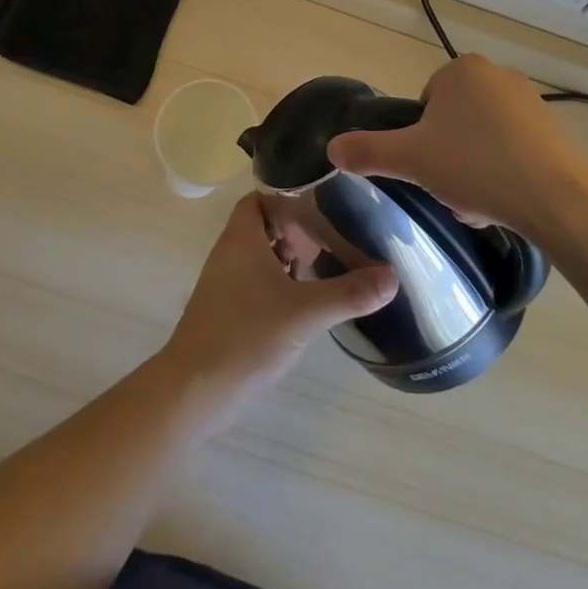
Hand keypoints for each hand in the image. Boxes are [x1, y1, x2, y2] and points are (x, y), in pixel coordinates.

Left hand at [159, 194, 395, 425]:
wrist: (194, 391)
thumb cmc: (246, 336)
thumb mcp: (305, 313)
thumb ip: (349, 293)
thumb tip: (393, 276)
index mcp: (242, 237)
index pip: (262, 197)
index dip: (290, 197)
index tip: (324, 205)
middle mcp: (230, 252)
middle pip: (265, 226)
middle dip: (298, 231)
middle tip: (333, 241)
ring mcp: (226, 284)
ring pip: (262, 256)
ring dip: (291, 260)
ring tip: (326, 269)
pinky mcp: (228, 311)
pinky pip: (258, 283)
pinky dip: (281, 285)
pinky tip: (306, 304)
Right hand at [327, 54, 587, 236]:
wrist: (557, 200)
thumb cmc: (476, 167)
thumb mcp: (411, 160)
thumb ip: (367, 151)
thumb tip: (332, 149)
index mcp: (461, 69)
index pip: (424, 104)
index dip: (420, 139)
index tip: (428, 168)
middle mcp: (497, 74)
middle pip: (452, 121)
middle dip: (447, 156)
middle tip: (450, 189)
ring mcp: (530, 101)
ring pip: (481, 138)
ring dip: (473, 168)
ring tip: (479, 203)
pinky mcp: (554, 129)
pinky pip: (512, 148)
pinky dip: (503, 172)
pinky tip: (506, 201)